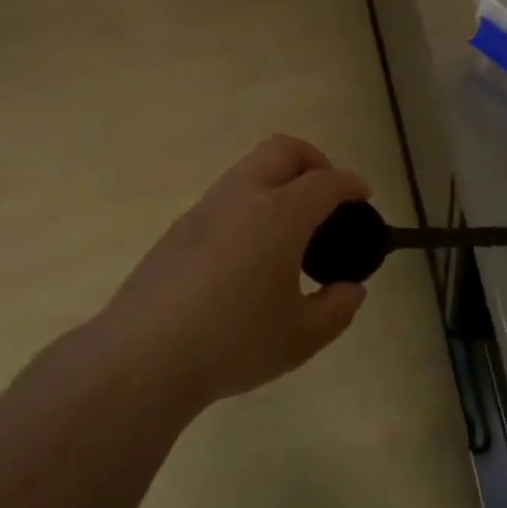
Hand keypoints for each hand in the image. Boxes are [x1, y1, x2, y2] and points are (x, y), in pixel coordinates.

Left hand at [101, 135, 371, 410]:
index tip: (363, 196)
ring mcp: (205, 208)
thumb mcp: (300, 338)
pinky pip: (226, 194)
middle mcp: (242, 197)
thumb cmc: (232, 344)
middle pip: (283, 149)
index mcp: (279, 215)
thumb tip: (350, 290)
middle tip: (327, 196)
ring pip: (249, 167)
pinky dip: (251, 201)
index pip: (325, 181)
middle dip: (314, 160)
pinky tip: (250, 249)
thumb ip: (336, 309)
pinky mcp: (179, 227)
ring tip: (290, 227)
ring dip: (278, 179)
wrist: (142, 358)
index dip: (351, 184)